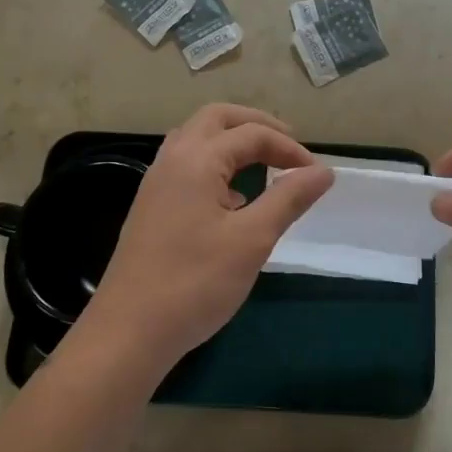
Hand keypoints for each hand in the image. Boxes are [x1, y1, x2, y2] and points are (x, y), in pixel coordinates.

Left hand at [82, 104, 333, 377]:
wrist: (129, 332)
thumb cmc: (195, 283)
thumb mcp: (252, 239)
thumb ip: (289, 198)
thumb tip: (323, 171)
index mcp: (196, 159)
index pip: (252, 134)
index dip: (289, 148)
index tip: (316, 175)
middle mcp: (172, 159)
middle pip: (217, 119)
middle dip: (257, 126)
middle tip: (289, 148)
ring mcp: (156, 182)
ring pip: (197, 138)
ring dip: (232, 141)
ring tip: (263, 164)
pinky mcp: (151, 206)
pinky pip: (186, 164)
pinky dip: (215, 163)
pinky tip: (232, 198)